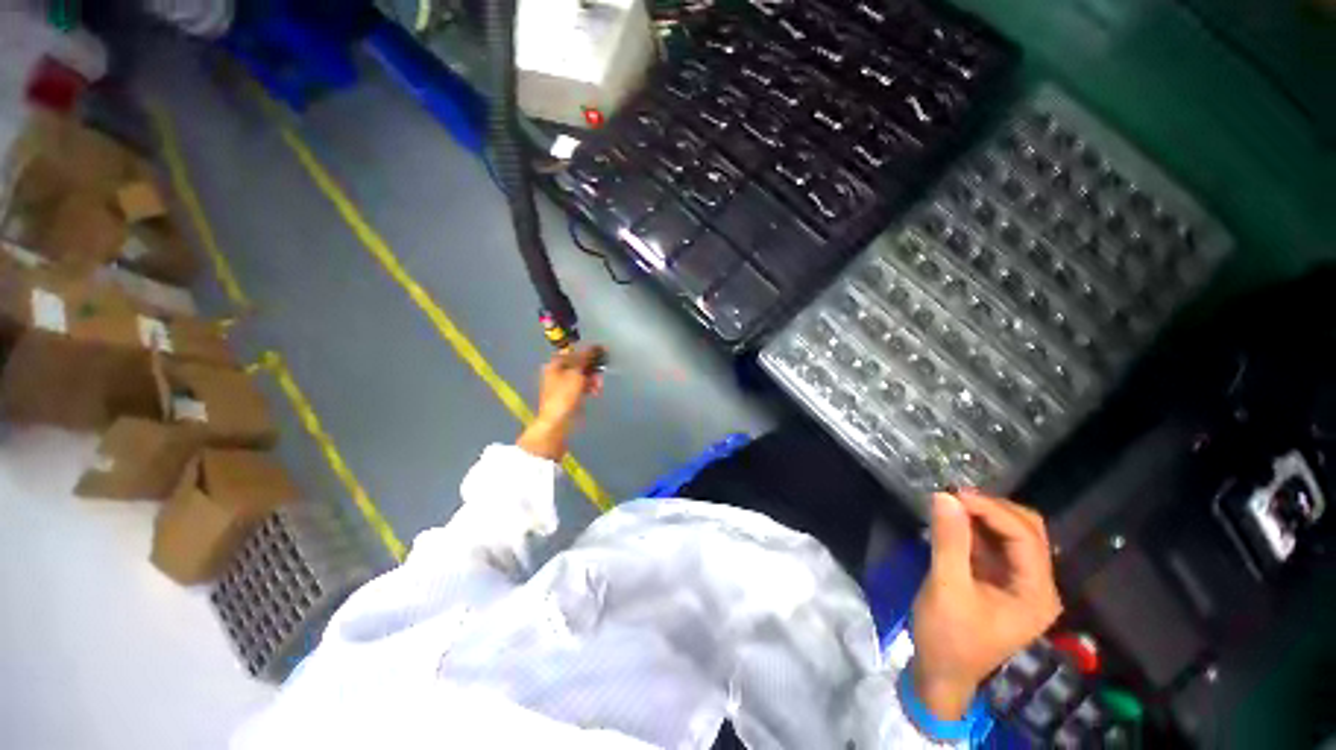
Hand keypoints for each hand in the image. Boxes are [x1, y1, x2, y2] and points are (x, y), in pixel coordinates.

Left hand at [516, 345, 605, 460]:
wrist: (558, 422)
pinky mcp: (569, 396)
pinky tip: (595, 392)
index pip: (575, 352)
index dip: (589, 353)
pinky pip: (583, 386)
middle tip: (600, 375)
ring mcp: (563, 385)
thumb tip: (599, 346)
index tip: (602, 356)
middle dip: (593, 369)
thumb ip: (588, 358)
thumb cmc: (564, 396)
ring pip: (583, 376)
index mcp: (555, 364)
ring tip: (598, 387)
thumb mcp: (577, 373)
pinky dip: (590, 387)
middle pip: (580, 364)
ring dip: (593, 379)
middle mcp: (557, 372)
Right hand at [911, 490, 1062, 719]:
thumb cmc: (947, 637)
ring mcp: (1019, 584)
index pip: (1025, 536)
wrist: (940, 673)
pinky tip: (952, 522)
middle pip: (1027, 532)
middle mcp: (1037, 586)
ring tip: (949, 505)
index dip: (992, 510)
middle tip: (952, 498)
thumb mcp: (945, 588)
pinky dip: (975, 530)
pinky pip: (994, 546)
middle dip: (992, 510)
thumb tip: (943, 496)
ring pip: (1011, 536)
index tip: (954, 494)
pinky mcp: (1000, 583)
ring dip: (982, 517)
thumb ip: (949, 541)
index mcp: (1036, 593)